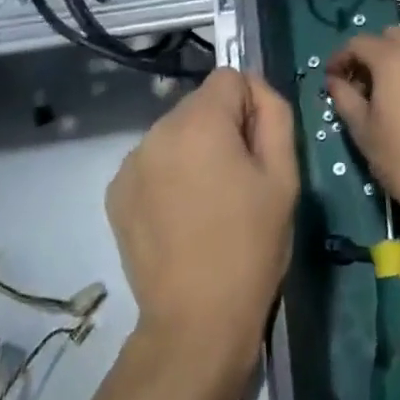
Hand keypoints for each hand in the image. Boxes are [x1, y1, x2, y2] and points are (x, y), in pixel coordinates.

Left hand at [107, 69, 298, 373]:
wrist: (197, 321)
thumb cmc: (251, 246)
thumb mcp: (283, 176)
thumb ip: (274, 114)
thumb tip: (256, 90)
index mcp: (198, 122)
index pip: (230, 78)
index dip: (251, 106)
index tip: (257, 150)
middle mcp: (156, 131)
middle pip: (200, 105)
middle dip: (222, 129)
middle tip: (238, 182)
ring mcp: (131, 162)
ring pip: (176, 133)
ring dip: (195, 151)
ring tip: (209, 204)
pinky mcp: (116, 192)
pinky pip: (153, 162)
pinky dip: (169, 175)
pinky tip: (181, 217)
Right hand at [326, 26, 399, 233]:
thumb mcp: (364, 133)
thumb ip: (344, 98)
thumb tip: (335, 81)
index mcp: (394, 60)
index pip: (359, 42)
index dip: (341, 58)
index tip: (333, 79)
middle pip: (392, 37)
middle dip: (373, 54)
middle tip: (365, 85)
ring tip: (395, 97)